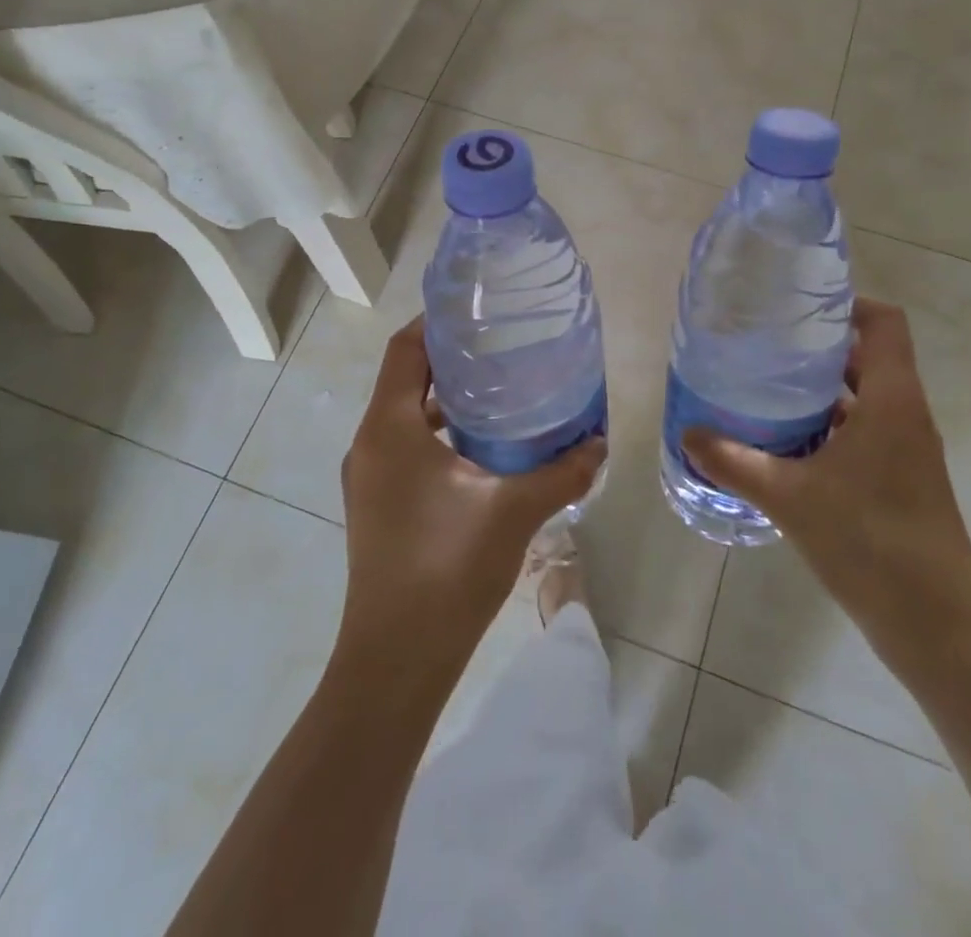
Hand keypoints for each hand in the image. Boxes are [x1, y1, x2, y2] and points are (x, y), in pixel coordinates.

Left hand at [337, 318, 604, 674]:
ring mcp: (369, 477)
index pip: (405, 349)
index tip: (480, 308)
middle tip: (503, 346)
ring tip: (500, 391)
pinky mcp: (377, 505)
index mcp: (390, 428)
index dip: (437, 322)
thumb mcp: (514, 511)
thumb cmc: (448, 569)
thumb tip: (601, 443)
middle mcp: (370, 443)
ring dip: (446, 399)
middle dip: (450, 358)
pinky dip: (439, 434)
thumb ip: (562, 472)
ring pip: (405, 415)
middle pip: (405, 378)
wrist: (396, 662)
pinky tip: (484, 449)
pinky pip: (406, 447)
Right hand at [681, 298, 970, 675]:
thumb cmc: (871, 543)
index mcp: (892, 401)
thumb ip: (735, 462)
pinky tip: (788, 445)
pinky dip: (831, 426)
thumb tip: (688, 433)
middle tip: (767, 344)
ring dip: (823, 389)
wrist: (939, 628)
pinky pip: (866, 432)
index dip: (847, 304)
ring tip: (768, 388)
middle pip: (870, 356)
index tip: (798, 307)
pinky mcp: (903, 481)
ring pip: (866, 397)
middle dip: (820, 346)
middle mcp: (906, 415)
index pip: (885, 323)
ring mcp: (908, 451)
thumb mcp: (790, 497)